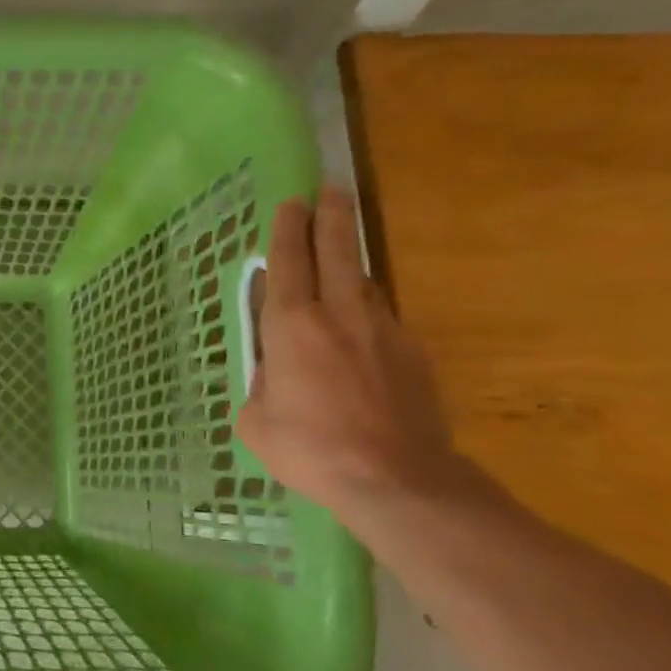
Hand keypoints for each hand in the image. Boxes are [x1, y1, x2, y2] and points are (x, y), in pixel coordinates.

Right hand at [236, 188, 463, 517]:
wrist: (398, 480)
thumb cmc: (311, 449)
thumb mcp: (256, 422)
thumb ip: (260, 386)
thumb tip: (273, 374)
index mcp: (291, 327)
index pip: (287, 263)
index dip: (287, 230)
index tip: (291, 202)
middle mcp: (338, 315)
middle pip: (337, 251)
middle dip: (332, 217)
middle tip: (331, 190)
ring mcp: (382, 331)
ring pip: (365, 283)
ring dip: (352, 265)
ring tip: (342, 261)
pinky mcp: (413, 354)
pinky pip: (384, 320)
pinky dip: (369, 315)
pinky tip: (363, 334)